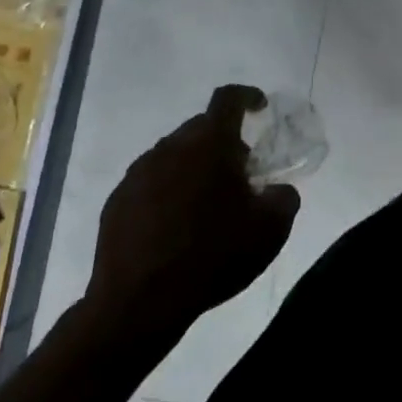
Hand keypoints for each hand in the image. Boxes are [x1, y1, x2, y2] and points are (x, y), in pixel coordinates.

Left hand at [80, 85, 299, 354]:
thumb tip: (276, 189)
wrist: (138, 304)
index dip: (248, 97)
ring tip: (208, 203)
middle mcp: (169, 148)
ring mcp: (137, 174)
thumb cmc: (213, 255)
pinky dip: (169, 190)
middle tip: (241, 172)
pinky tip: (177, 225)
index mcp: (209, 144)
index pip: (228, 99)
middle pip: (201, 128)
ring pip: (174, 154)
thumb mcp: (271, 229)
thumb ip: (284, 197)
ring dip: (195, 166)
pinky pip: (151, 181)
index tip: (260, 107)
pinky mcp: (116, 201)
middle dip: (224, 141)